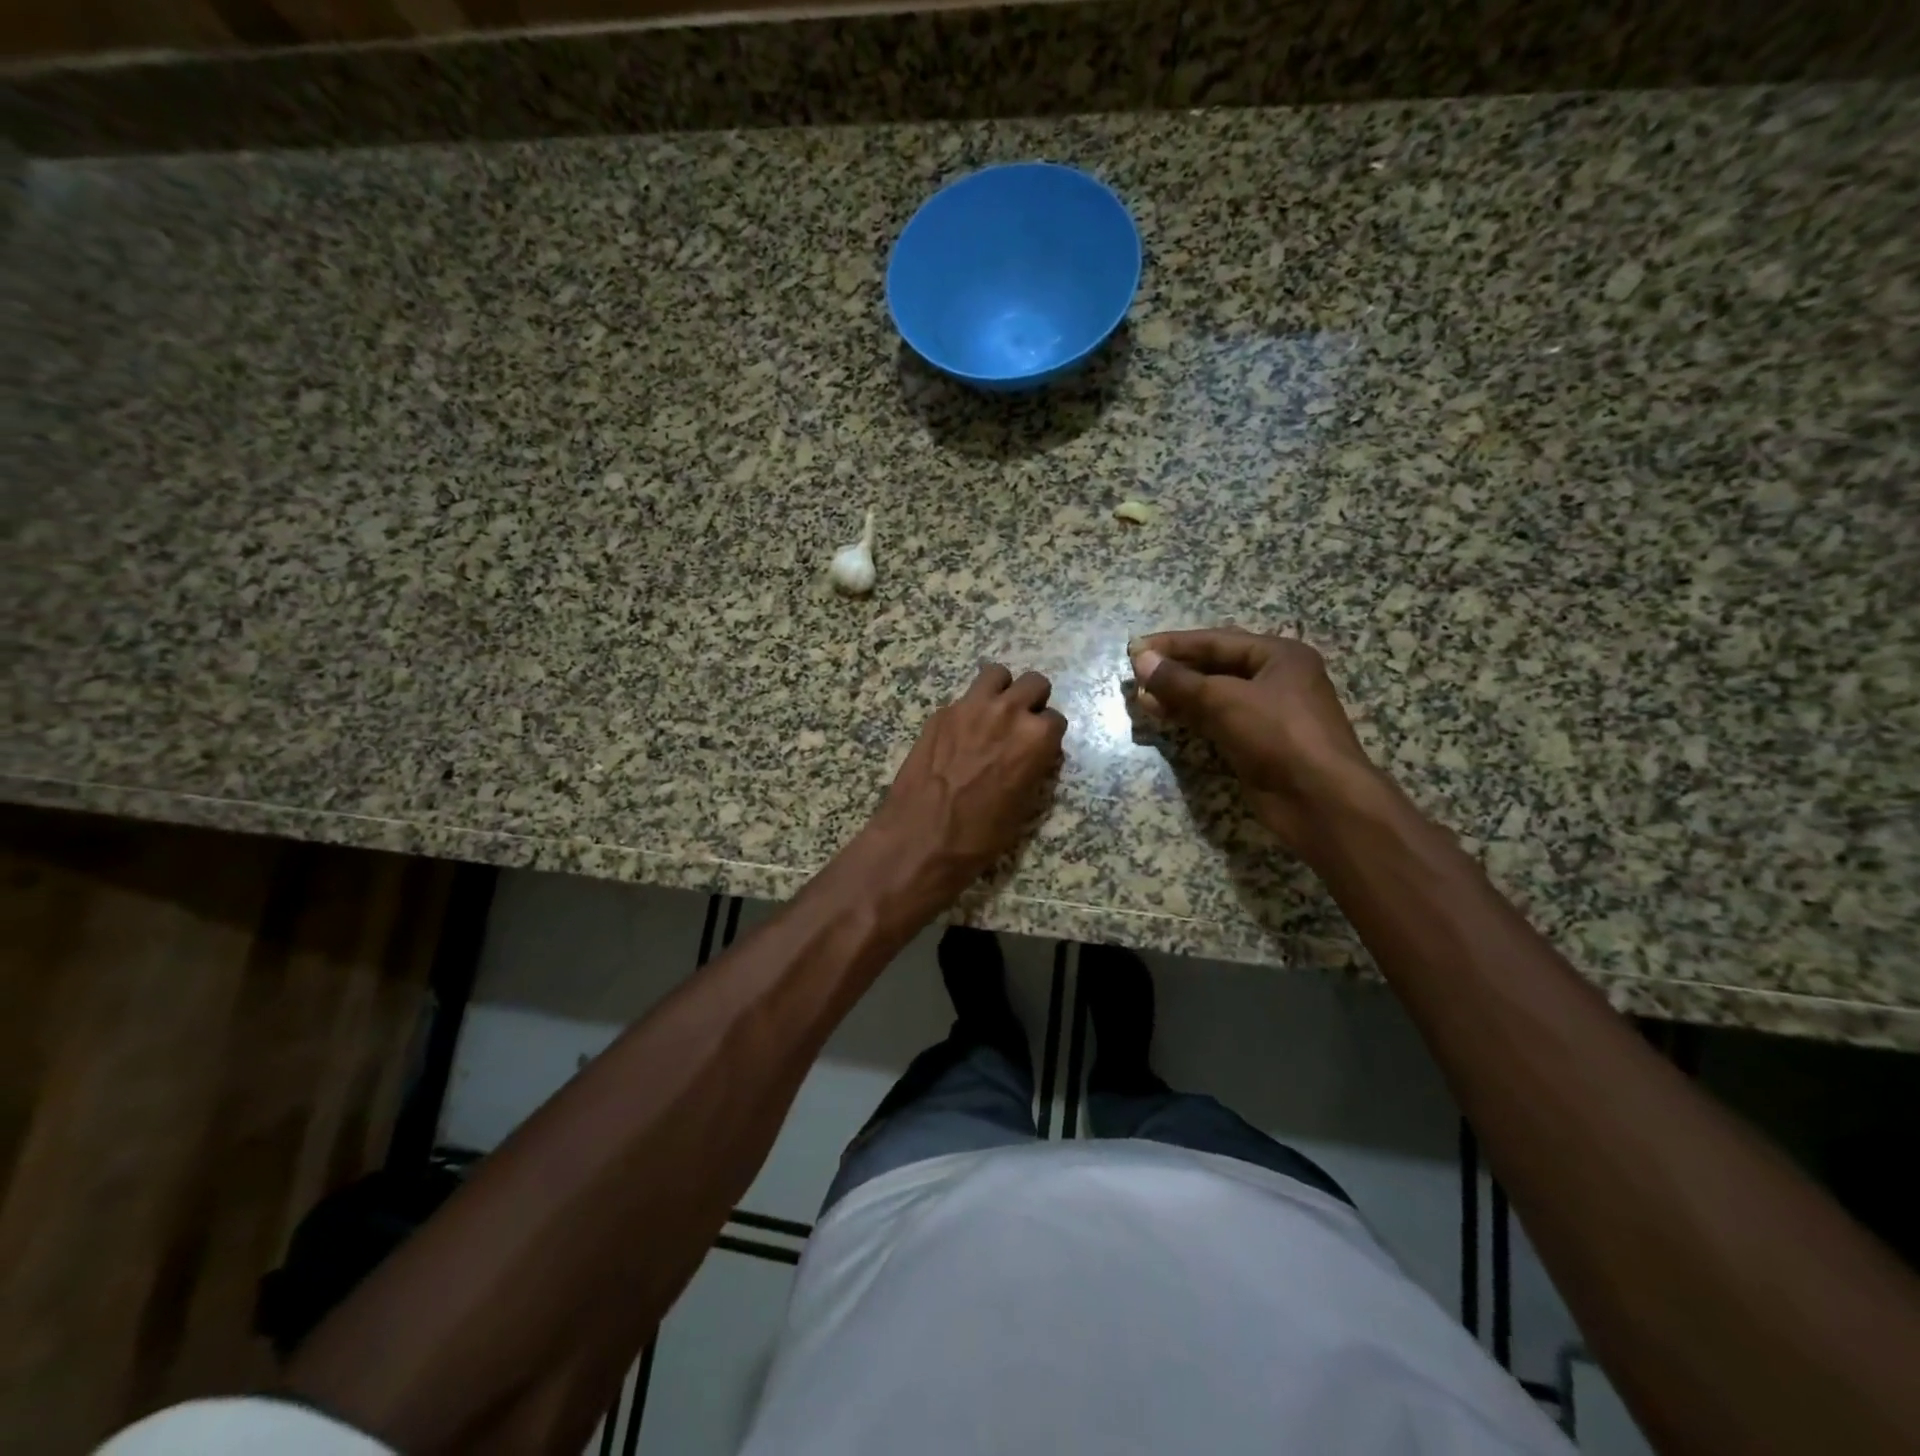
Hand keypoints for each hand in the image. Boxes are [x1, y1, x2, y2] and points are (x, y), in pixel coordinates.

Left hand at [874, 664, 1067, 895]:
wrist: (921, 837)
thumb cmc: (980, 834)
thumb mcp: (1024, 805)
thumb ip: (1034, 766)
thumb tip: (1034, 754)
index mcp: (1035, 737)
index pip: (1055, 719)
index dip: (1047, 736)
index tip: (1038, 748)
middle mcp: (1007, 712)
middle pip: (1034, 683)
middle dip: (1031, 701)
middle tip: (1020, 724)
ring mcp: (970, 707)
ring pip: (996, 675)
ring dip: (1001, 690)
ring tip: (993, 714)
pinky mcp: (941, 713)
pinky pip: (964, 698)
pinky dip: (968, 711)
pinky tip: (959, 736)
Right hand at [1129, 628, 1375, 855]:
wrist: (1319, 799)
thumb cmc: (1278, 735)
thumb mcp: (1225, 700)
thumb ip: (1179, 681)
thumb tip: (1141, 660)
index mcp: (1279, 655)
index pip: (1216, 640)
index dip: (1173, 644)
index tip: (1136, 648)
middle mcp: (1275, 679)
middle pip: (1215, 666)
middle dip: (1175, 670)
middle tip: (1135, 674)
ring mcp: (1266, 713)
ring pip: (1213, 695)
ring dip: (1178, 695)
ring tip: (1141, 696)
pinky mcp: (1256, 742)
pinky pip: (1216, 720)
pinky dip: (1189, 716)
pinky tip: (1161, 715)